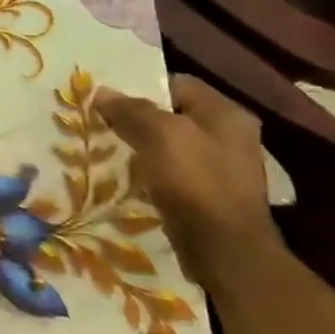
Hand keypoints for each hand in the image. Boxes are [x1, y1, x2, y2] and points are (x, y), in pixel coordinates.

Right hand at [93, 76, 283, 288]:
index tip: (108, 99)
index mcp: (226, 114)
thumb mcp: (158, 134)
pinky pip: (175, 170)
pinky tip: (131, 177)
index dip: (141, 87)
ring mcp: (224, 167)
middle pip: (174, 114)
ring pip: (172, 143)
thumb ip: (130, 109)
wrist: (224, 249)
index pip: (176, 83)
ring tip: (111, 149)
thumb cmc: (194, 181)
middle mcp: (231, 136)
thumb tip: (103, 92)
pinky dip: (153, 170)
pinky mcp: (212, 193)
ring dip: (143, 146)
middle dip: (138, 118)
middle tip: (104, 123)